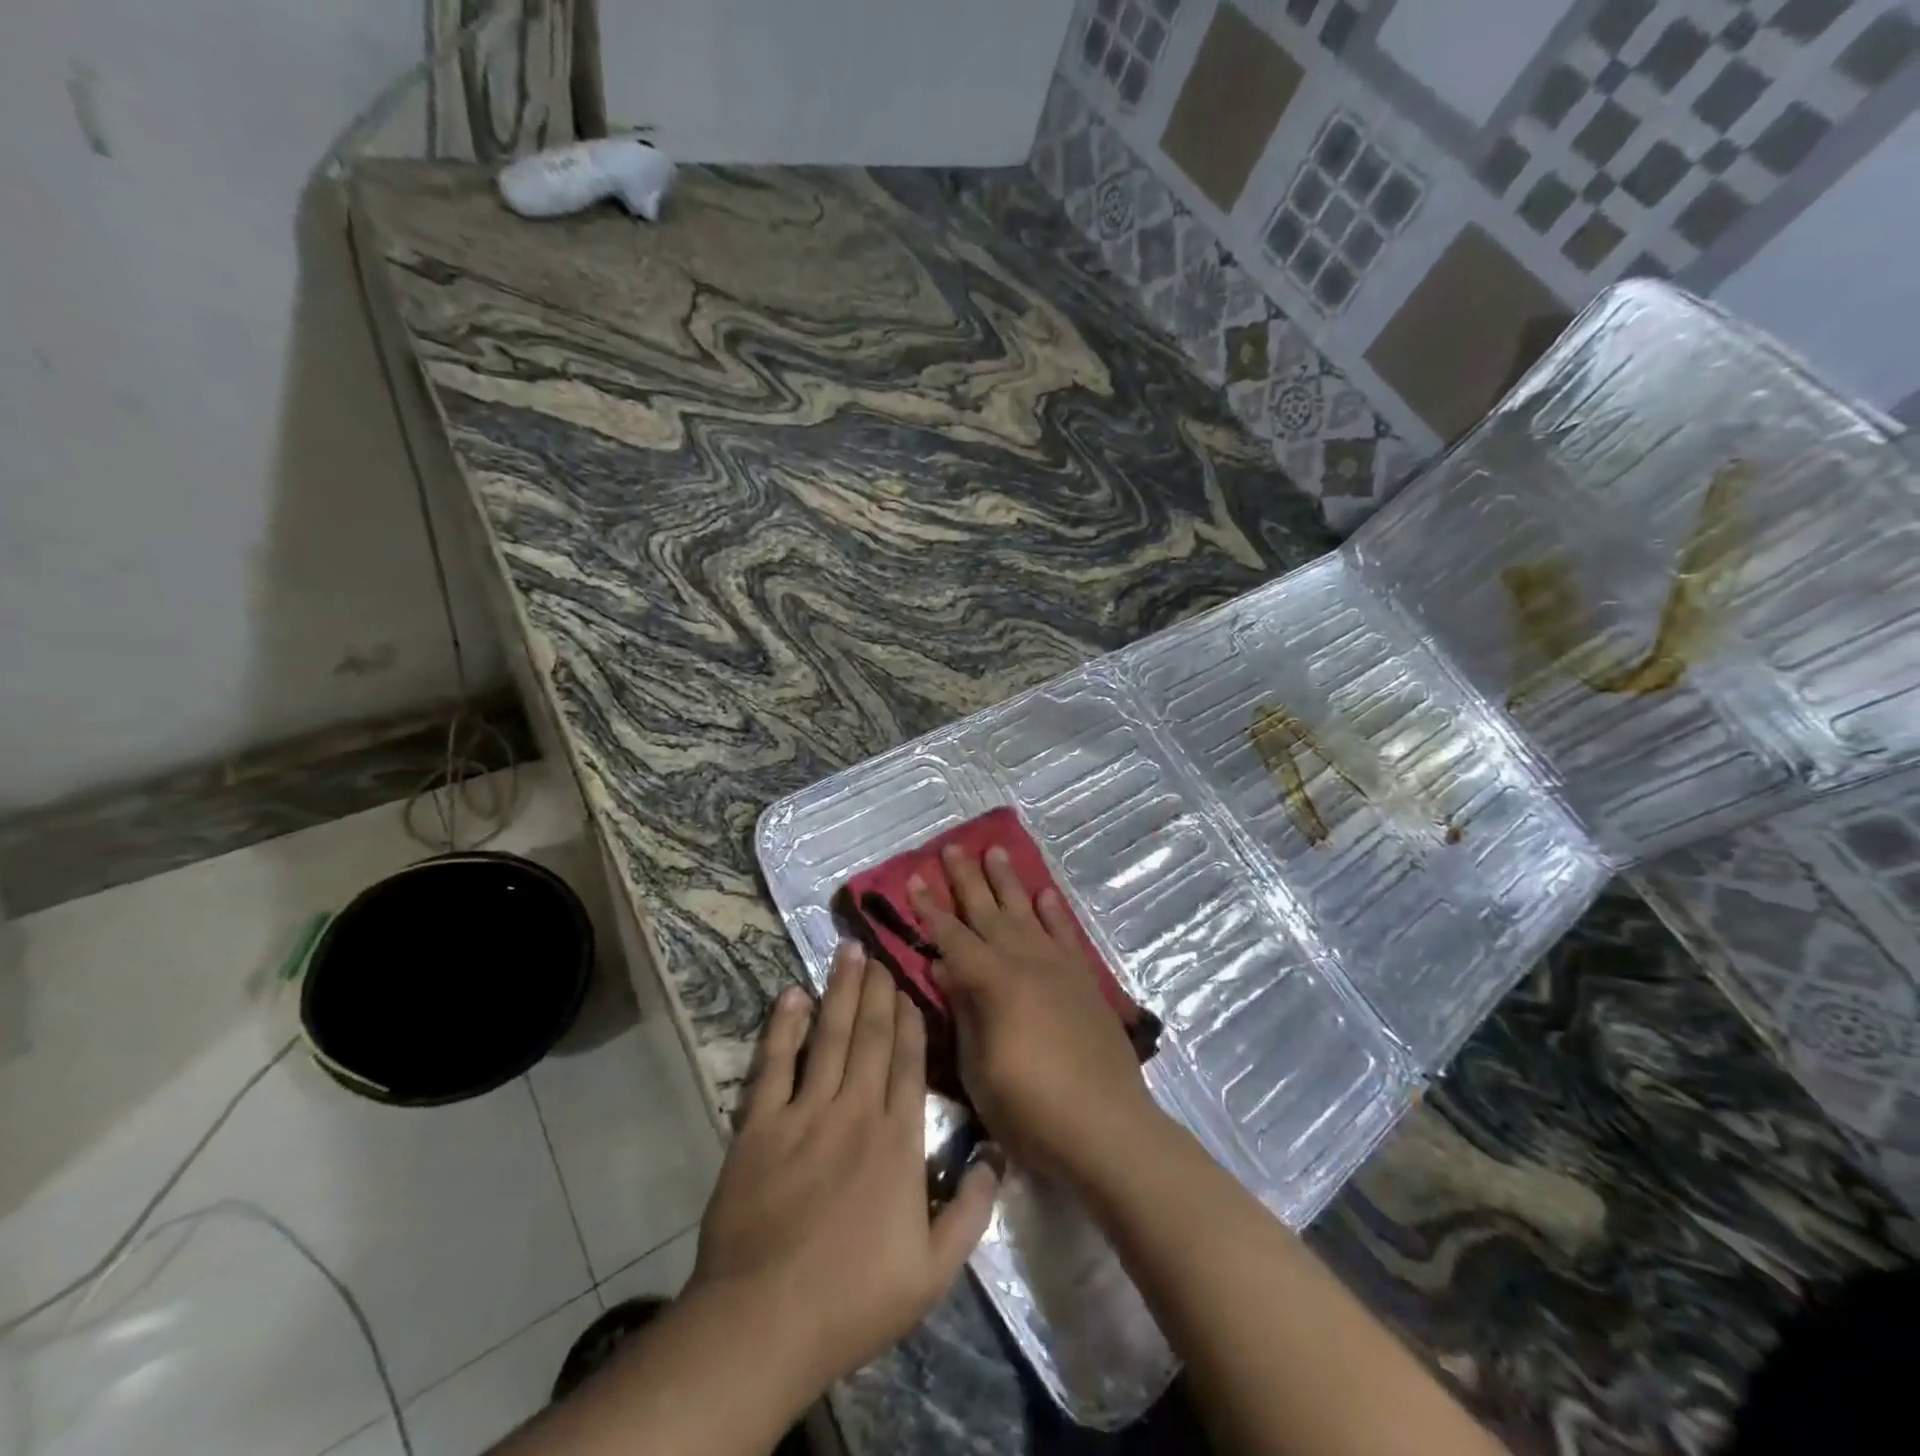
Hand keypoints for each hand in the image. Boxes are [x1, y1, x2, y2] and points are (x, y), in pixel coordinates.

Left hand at [686, 943, 998, 1398]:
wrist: (763, 1323)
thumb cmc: (853, 1299)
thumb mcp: (933, 1272)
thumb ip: (971, 1210)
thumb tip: (996, 1155)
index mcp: (898, 1140)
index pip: (909, 1062)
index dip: (910, 1018)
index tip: (910, 984)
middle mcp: (855, 1110)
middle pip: (871, 1036)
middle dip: (877, 990)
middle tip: (878, 952)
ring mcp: (804, 1113)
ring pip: (829, 1037)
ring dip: (839, 991)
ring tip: (847, 953)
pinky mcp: (758, 1125)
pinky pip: (773, 1064)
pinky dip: (784, 1027)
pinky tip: (792, 995)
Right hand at [909, 843, 1162, 1187]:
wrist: (1107, 1126)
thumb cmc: (1031, 1108)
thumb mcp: (979, 1067)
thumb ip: (963, 1011)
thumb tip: (944, 967)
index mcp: (993, 982)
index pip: (951, 937)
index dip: (930, 910)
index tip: (914, 880)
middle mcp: (1025, 961)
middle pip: (988, 912)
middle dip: (966, 880)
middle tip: (951, 849)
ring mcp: (1058, 967)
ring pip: (1026, 912)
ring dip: (1008, 882)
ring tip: (995, 851)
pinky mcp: (1084, 980)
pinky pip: (1065, 934)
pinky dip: (1053, 912)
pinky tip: (1044, 894)